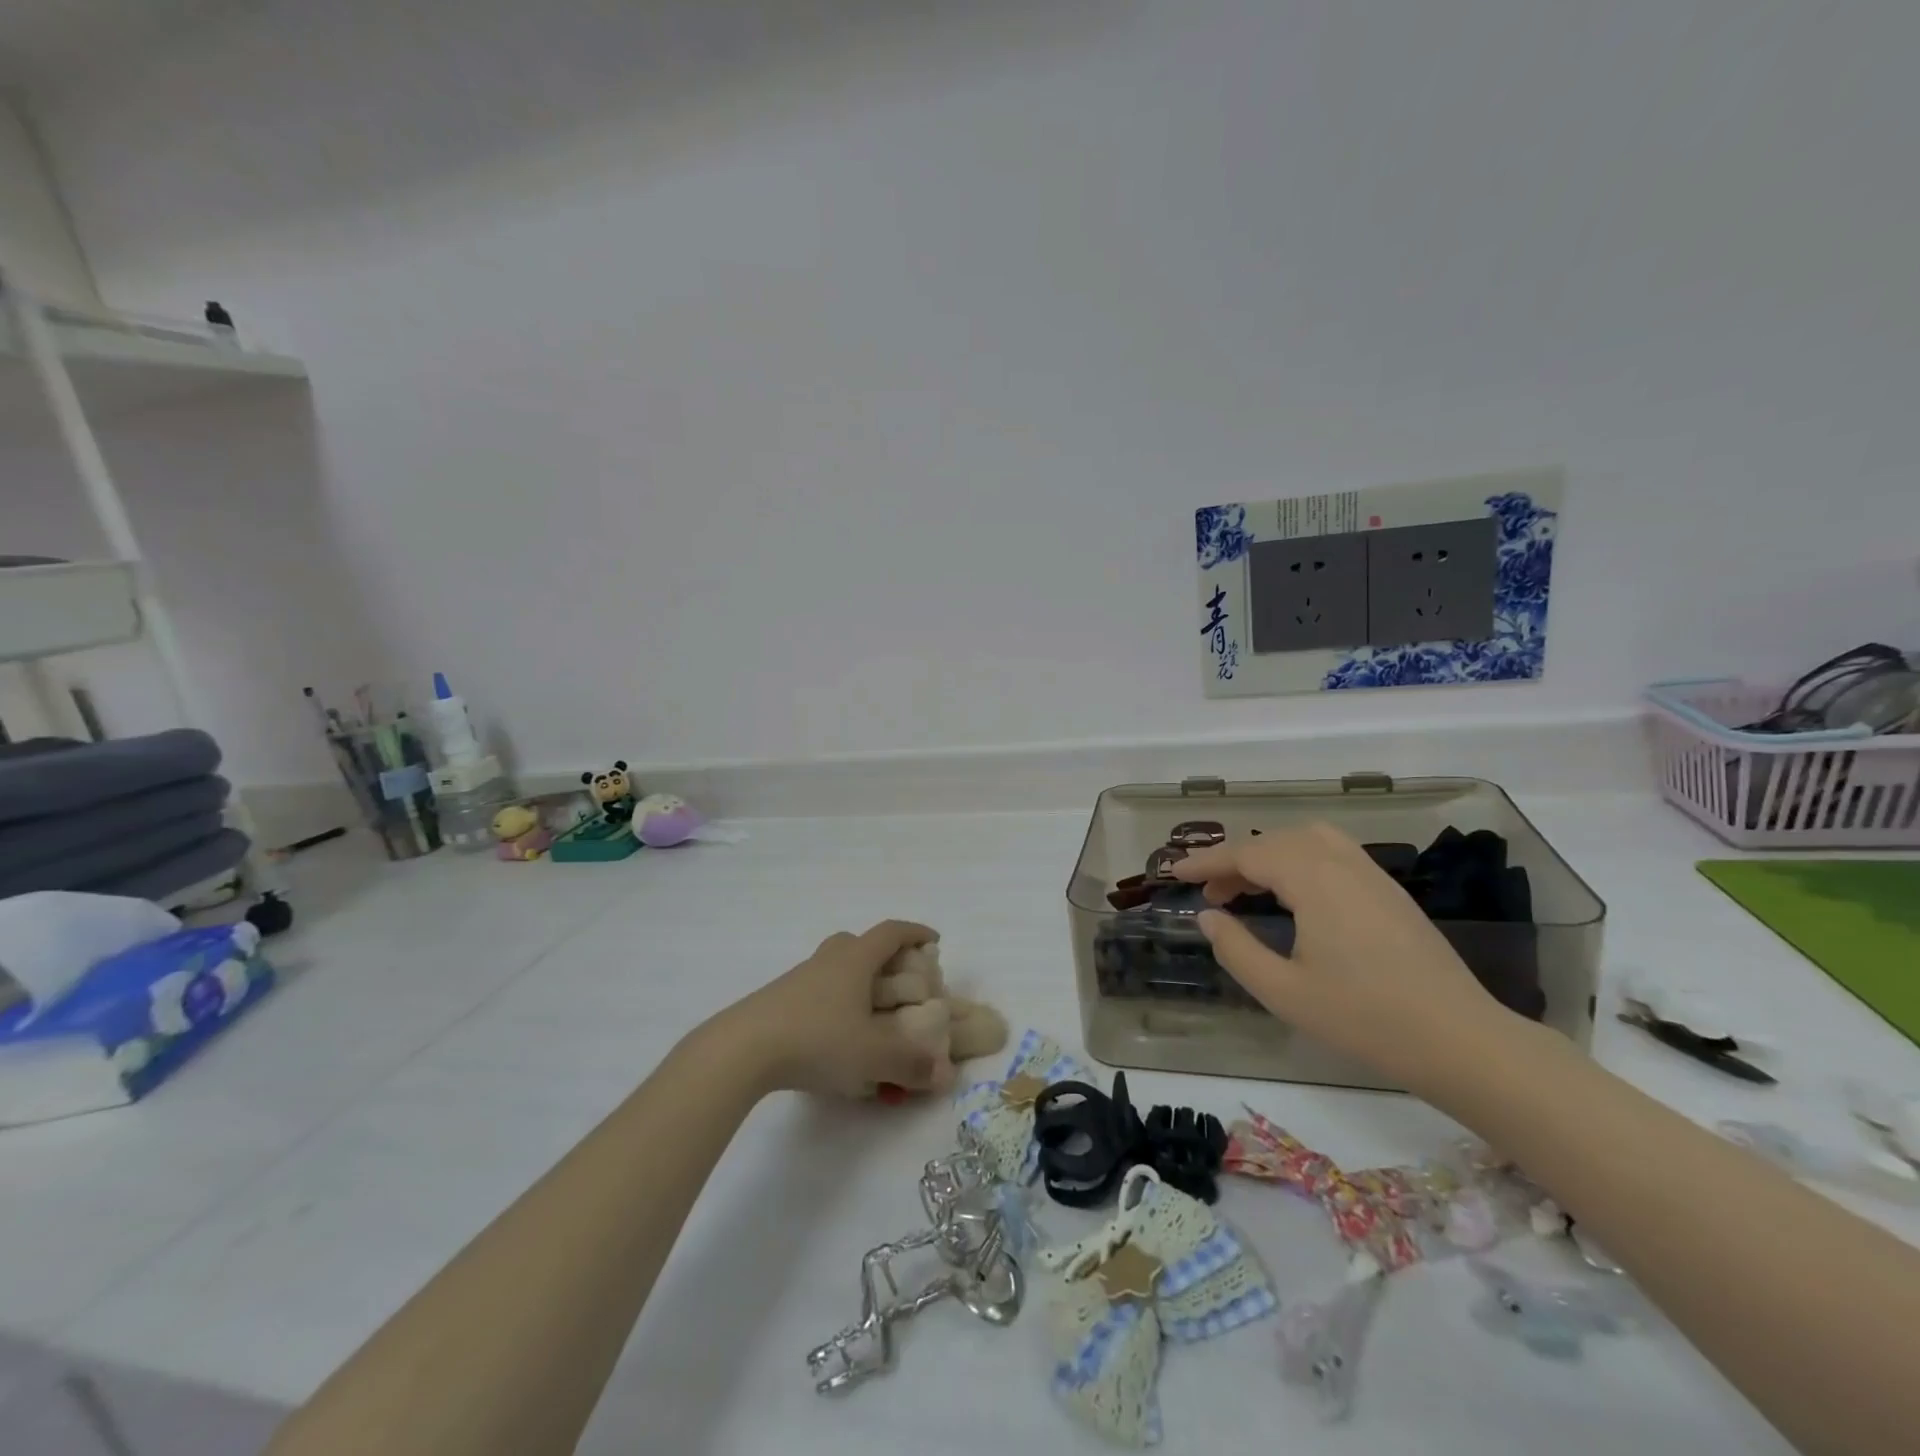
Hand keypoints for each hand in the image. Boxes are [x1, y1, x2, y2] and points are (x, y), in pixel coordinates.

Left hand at [715, 921, 948, 1097]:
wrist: (741, 1050)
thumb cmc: (816, 1039)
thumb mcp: (872, 1056)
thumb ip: (912, 1065)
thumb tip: (946, 1073)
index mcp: (855, 959)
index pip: (891, 932)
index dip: (915, 933)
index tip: (934, 942)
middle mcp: (828, 960)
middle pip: (858, 943)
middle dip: (883, 956)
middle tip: (899, 980)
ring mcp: (798, 979)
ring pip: (834, 968)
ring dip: (855, 981)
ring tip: (869, 1014)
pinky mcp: (778, 1001)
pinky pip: (816, 992)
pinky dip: (833, 1004)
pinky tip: (834, 1037)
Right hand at [1173, 824, 1520, 1096]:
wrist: (1461, 1040)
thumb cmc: (1366, 1019)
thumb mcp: (1284, 992)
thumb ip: (1237, 950)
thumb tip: (1208, 917)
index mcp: (1314, 881)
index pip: (1247, 854)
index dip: (1207, 861)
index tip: (1175, 874)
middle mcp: (1342, 864)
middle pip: (1275, 840)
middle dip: (1235, 859)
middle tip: (1210, 893)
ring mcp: (1371, 874)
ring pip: (1307, 840)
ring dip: (1269, 854)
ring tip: (1248, 889)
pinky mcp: (1389, 891)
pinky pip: (1332, 853)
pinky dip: (1299, 860)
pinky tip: (1295, 896)